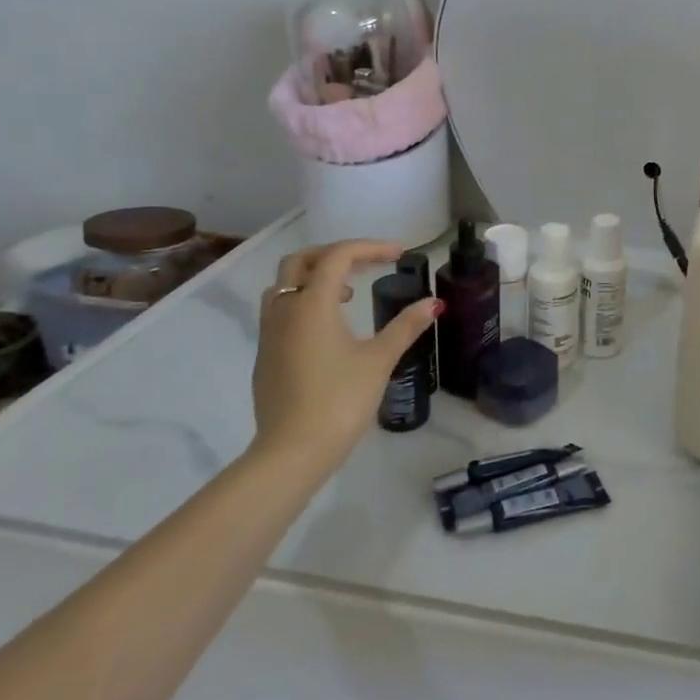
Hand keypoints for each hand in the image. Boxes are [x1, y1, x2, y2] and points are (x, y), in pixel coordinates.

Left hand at [250, 241, 438, 472]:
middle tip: (368, 264)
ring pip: (284, 286)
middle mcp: (284, 311)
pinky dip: (305, 302)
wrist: (292, 452)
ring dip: (315, 278)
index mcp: (312, 304)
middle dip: (335, 254)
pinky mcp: (265, 357)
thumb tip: (434, 304)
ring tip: (349, 293)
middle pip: (300, 262)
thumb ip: (405, 326)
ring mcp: (269, 335)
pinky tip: (330, 328)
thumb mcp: (379, 360)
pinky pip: (280, 312)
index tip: (399, 254)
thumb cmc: (340, 400)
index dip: (370, 247)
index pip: (337, 256)